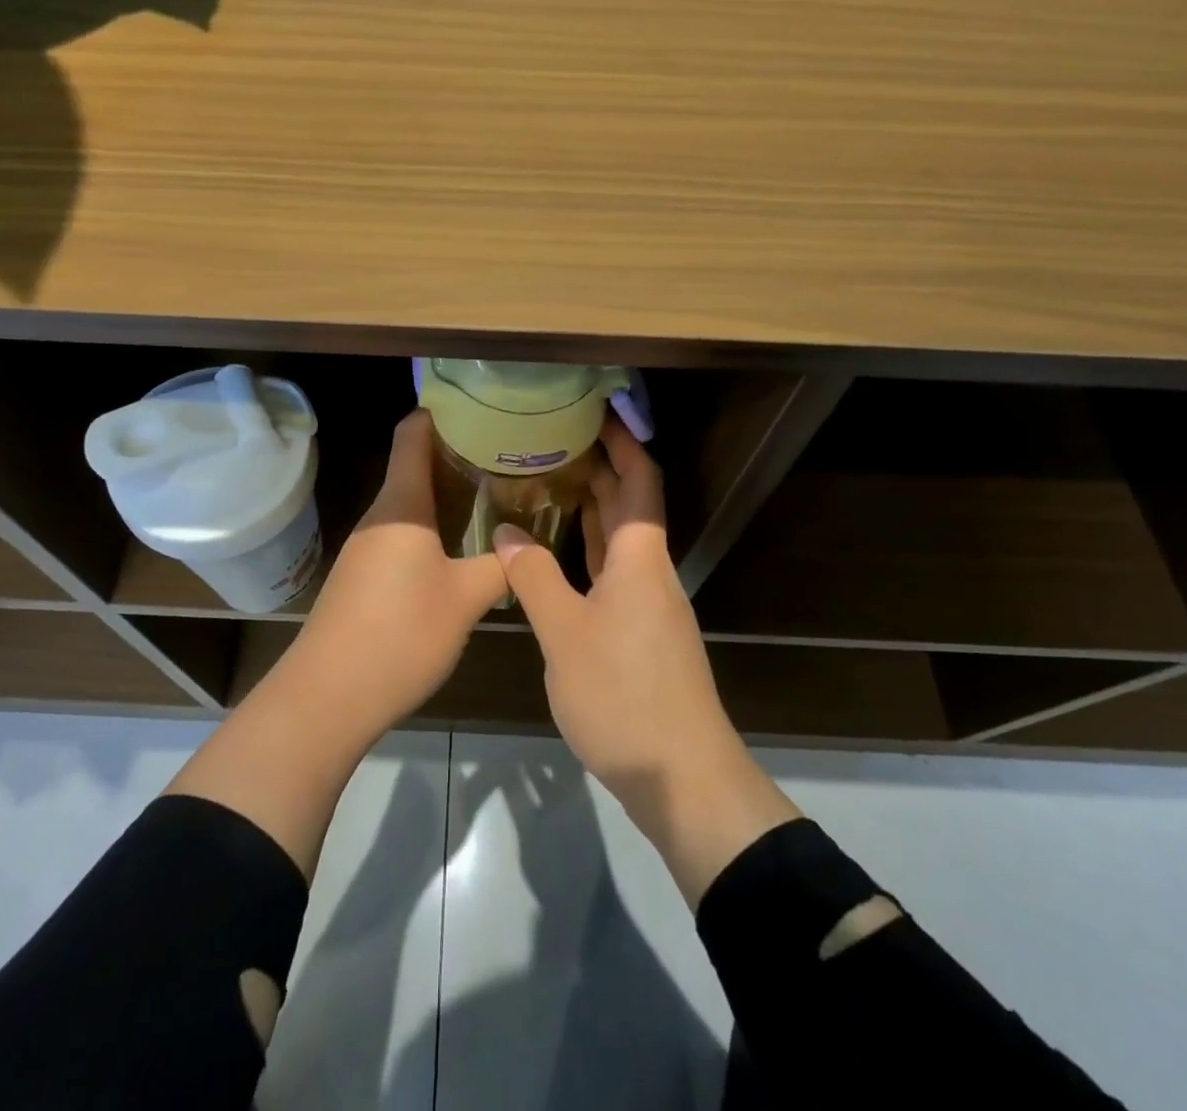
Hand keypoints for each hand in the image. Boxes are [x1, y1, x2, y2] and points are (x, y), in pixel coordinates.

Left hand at [285, 410, 507, 736]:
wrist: (328, 696)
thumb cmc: (400, 634)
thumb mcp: (466, 598)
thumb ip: (501, 566)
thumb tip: (526, 546)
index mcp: (402, 504)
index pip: (413, 433)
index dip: (442, 412)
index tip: (481, 408)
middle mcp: (380, 515)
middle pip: (415, 464)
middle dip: (458, 454)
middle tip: (507, 455)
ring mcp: (367, 546)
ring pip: (411, 502)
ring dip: (448, 493)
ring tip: (495, 495)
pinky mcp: (363, 575)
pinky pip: (403, 532)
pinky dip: (433, 526)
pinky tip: (462, 545)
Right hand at [493, 418, 799, 904]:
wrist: (681, 776)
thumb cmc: (624, 696)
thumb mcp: (565, 633)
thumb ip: (534, 577)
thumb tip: (505, 530)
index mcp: (640, 559)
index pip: (640, 481)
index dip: (624, 442)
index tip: (597, 410)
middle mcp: (650, 572)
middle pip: (630, 505)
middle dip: (601, 467)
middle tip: (555, 439)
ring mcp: (648, 604)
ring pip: (620, 540)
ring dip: (592, 508)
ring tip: (549, 482)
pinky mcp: (641, 633)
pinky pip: (613, 571)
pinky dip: (587, 549)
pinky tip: (557, 551)